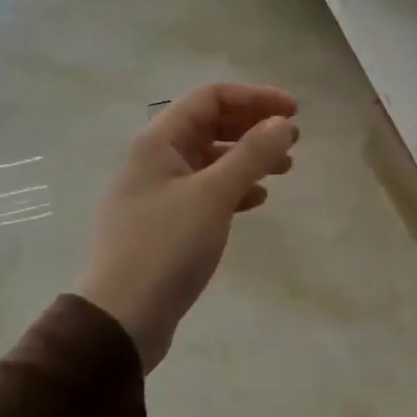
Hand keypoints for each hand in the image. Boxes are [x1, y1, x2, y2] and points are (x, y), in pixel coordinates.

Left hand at [75, 84, 298, 372]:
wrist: (122, 318)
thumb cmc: (166, 247)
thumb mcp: (213, 195)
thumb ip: (251, 155)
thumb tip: (282, 123)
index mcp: (159, 141)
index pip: (211, 98)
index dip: (255, 98)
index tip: (294, 112)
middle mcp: (156, 159)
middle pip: (211, 125)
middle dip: (254, 127)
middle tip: (294, 140)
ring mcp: (159, 192)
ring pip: (211, 160)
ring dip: (248, 158)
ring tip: (284, 169)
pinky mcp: (166, 223)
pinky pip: (206, 191)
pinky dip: (234, 189)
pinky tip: (256, 201)